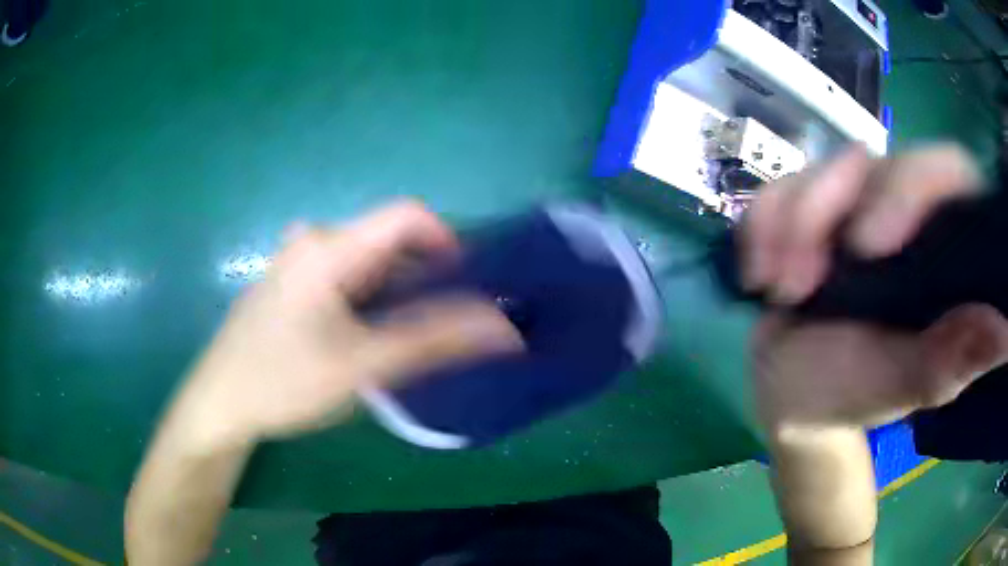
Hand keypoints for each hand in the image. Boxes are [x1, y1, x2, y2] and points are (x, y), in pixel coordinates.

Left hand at [178, 201, 521, 447]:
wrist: (220, 403)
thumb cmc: (282, 382)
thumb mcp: (362, 365)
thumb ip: (434, 342)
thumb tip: (502, 329)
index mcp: (328, 247)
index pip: (407, 215)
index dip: (448, 243)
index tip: (467, 289)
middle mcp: (314, 241)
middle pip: (389, 241)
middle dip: (426, 278)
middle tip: (445, 327)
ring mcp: (300, 261)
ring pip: (369, 263)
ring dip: (400, 294)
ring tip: (411, 338)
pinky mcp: (294, 282)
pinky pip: (348, 277)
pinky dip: (373, 300)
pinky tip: (371, 337)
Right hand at [743, 144, 1007, 428]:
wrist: (793, 394)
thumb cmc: (852, 394)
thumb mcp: (903, 385)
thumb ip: (951, 361)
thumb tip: (1004, 331)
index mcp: (939, 246)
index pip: (944, 174)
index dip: (910, 187)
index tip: (865, 245)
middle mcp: (901, 211)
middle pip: (873, 163)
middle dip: (824, 212)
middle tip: (797, 285)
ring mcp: (852, 205)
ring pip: (820, 170)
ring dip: (787, 223)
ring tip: (776, 289)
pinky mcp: (809, 209)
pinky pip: (779, 187)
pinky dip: (761, 223)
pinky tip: (758, 272)